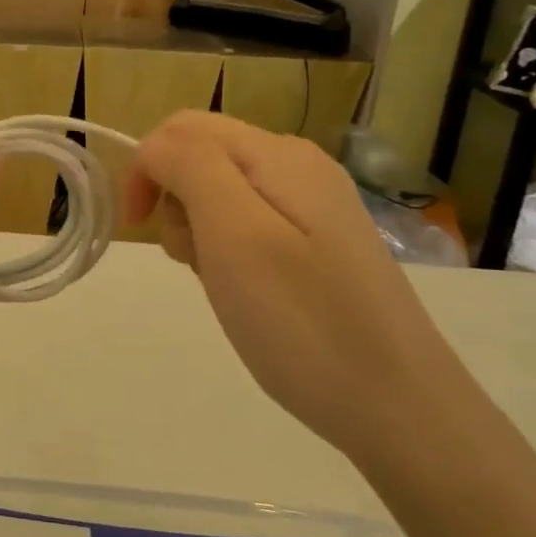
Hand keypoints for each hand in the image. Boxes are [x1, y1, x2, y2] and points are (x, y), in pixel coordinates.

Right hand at [120, 112, 468, 464]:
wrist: (399, 408)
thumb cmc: (303, 321)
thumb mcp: (235, 234)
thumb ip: (190, 167)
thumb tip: (155, 145)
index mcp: (278, 154)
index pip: (183, 128)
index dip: (146, 167)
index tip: (136, 227)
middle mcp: (298, 166)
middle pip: (202, 154)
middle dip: (174, 199)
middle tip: (190, 261)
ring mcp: (313, 205)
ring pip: (220, 190)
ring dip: (197, 227)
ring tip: (218, 281)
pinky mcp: (318, 243)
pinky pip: (248, 222)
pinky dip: (225, 248)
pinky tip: (242, 289)